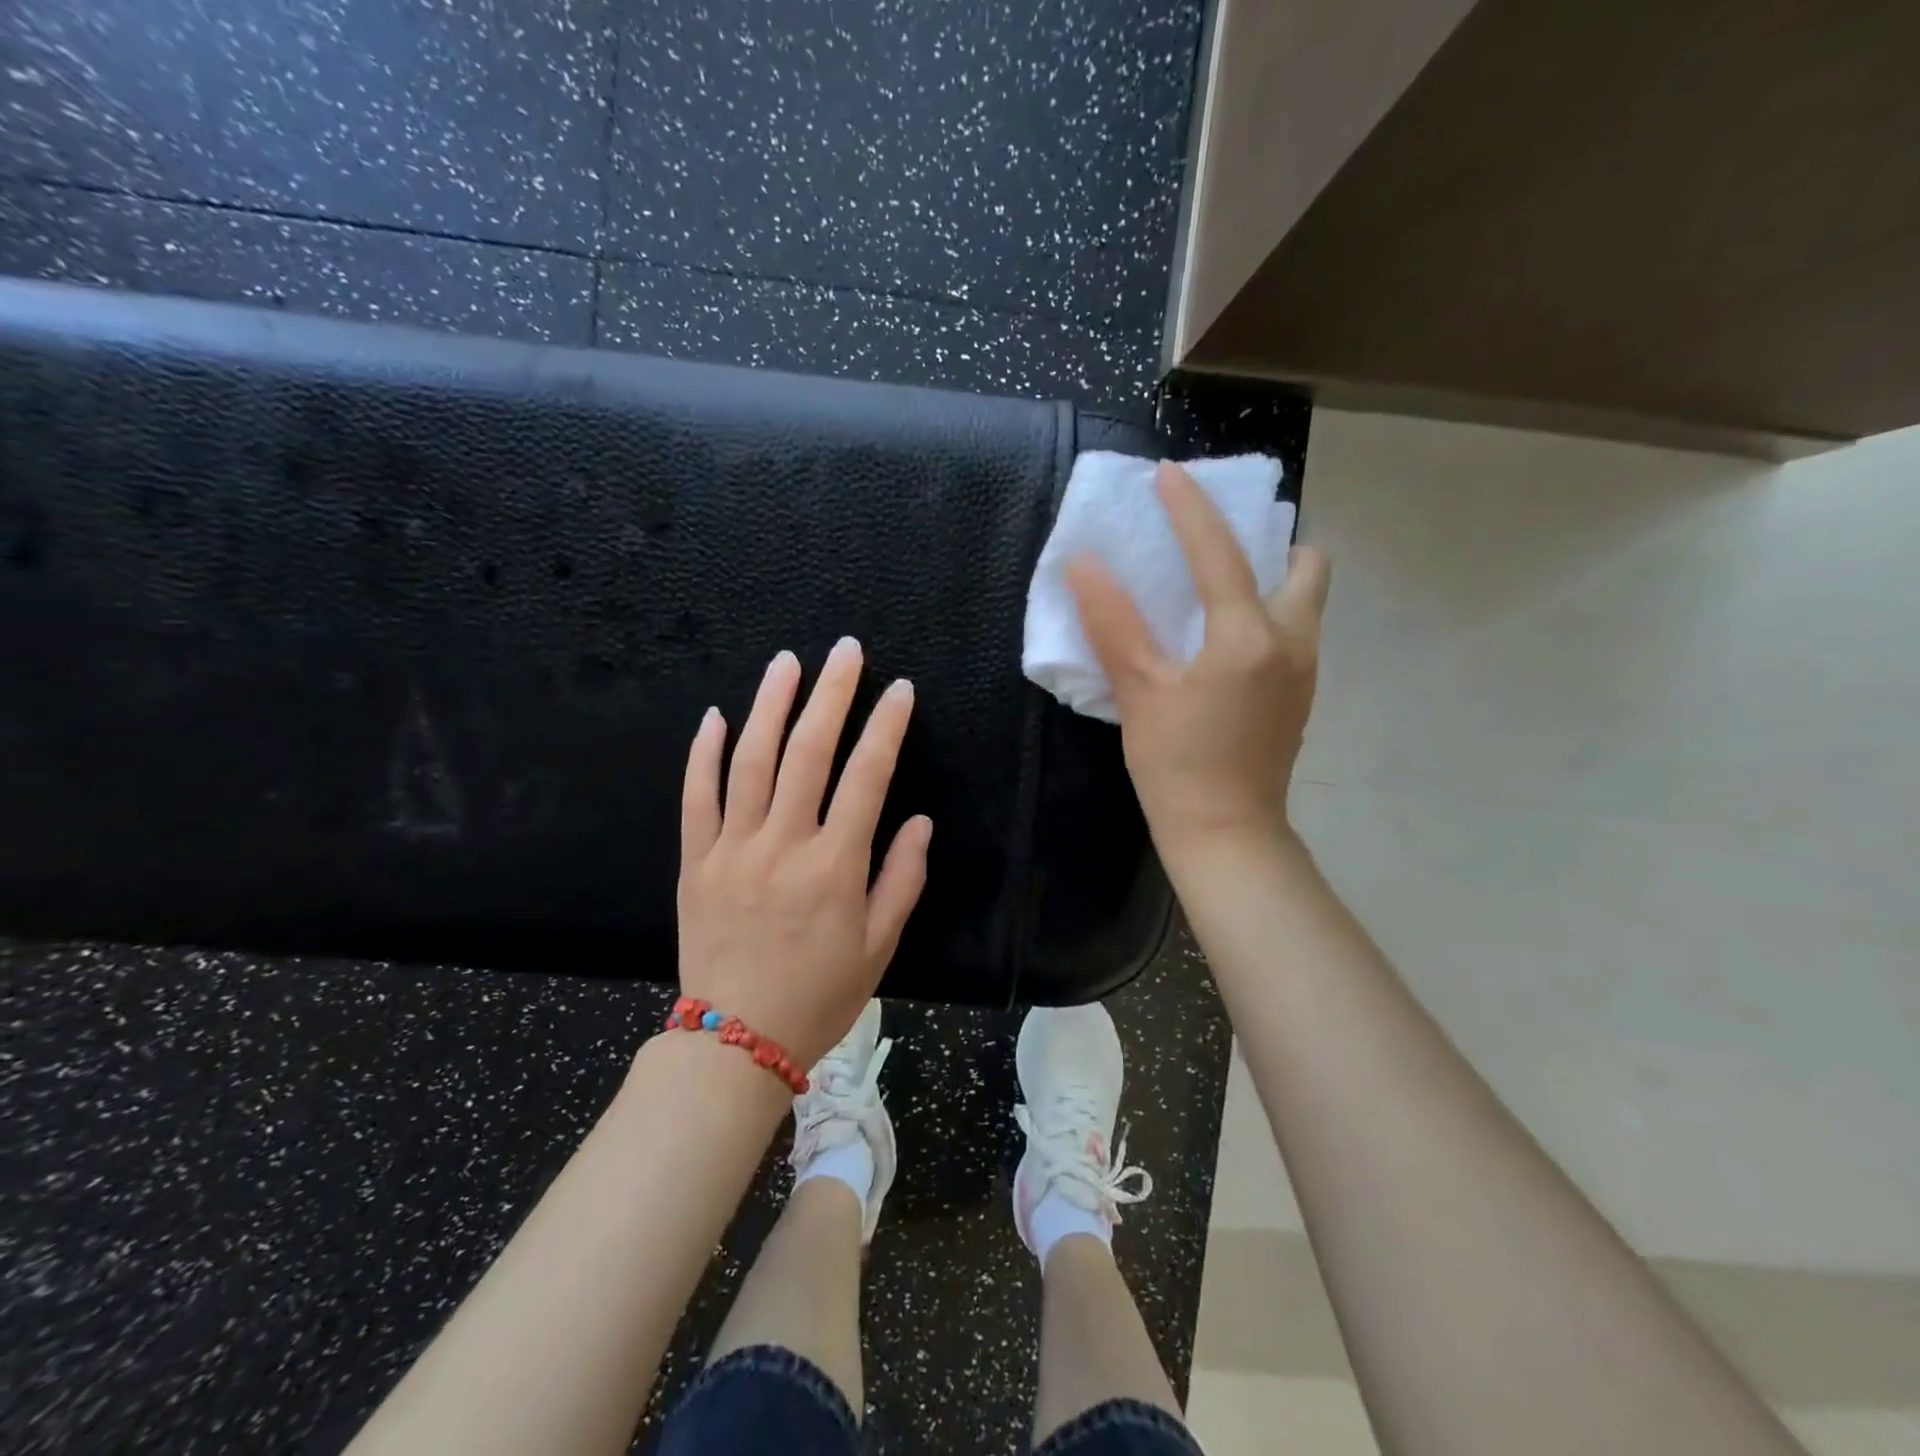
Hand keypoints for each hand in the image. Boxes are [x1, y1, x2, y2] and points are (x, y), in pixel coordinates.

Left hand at [677, 638, 931, 1069]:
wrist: (734, 1040)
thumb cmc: (819, 994)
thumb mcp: (879, 946)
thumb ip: (902, 879)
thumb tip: (918, 821)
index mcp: (835, 865)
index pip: (867, 776)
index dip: (886, 727)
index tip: (899, 690)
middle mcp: (783, 844)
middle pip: (808, 752)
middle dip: (831, 694)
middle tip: (845, 650)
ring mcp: (732, 848)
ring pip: (750, 761)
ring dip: (770, 705)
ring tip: (787, 662)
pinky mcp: (695, 861)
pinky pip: (696, 798)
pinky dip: (704, 753)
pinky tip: (716, 716)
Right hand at [1067, 462, 1330, 855]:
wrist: (1226, 833)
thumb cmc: (1177, 764)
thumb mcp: (1139, 691)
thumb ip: (1113, 624)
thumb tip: (1084, 564)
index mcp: (1248, 637)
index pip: (1220, 554)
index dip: (1190, 509)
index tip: (1168, 475)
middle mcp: (1292, 643)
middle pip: (1305, 566)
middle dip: (1269, 543)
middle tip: (1217, 550)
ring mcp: (1305, 673)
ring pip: (1304, 602)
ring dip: (1270, 580)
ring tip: (1217, 592)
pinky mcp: (1300, 699)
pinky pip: (1293, 633)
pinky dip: (1266, 616)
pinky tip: (1223, 644)